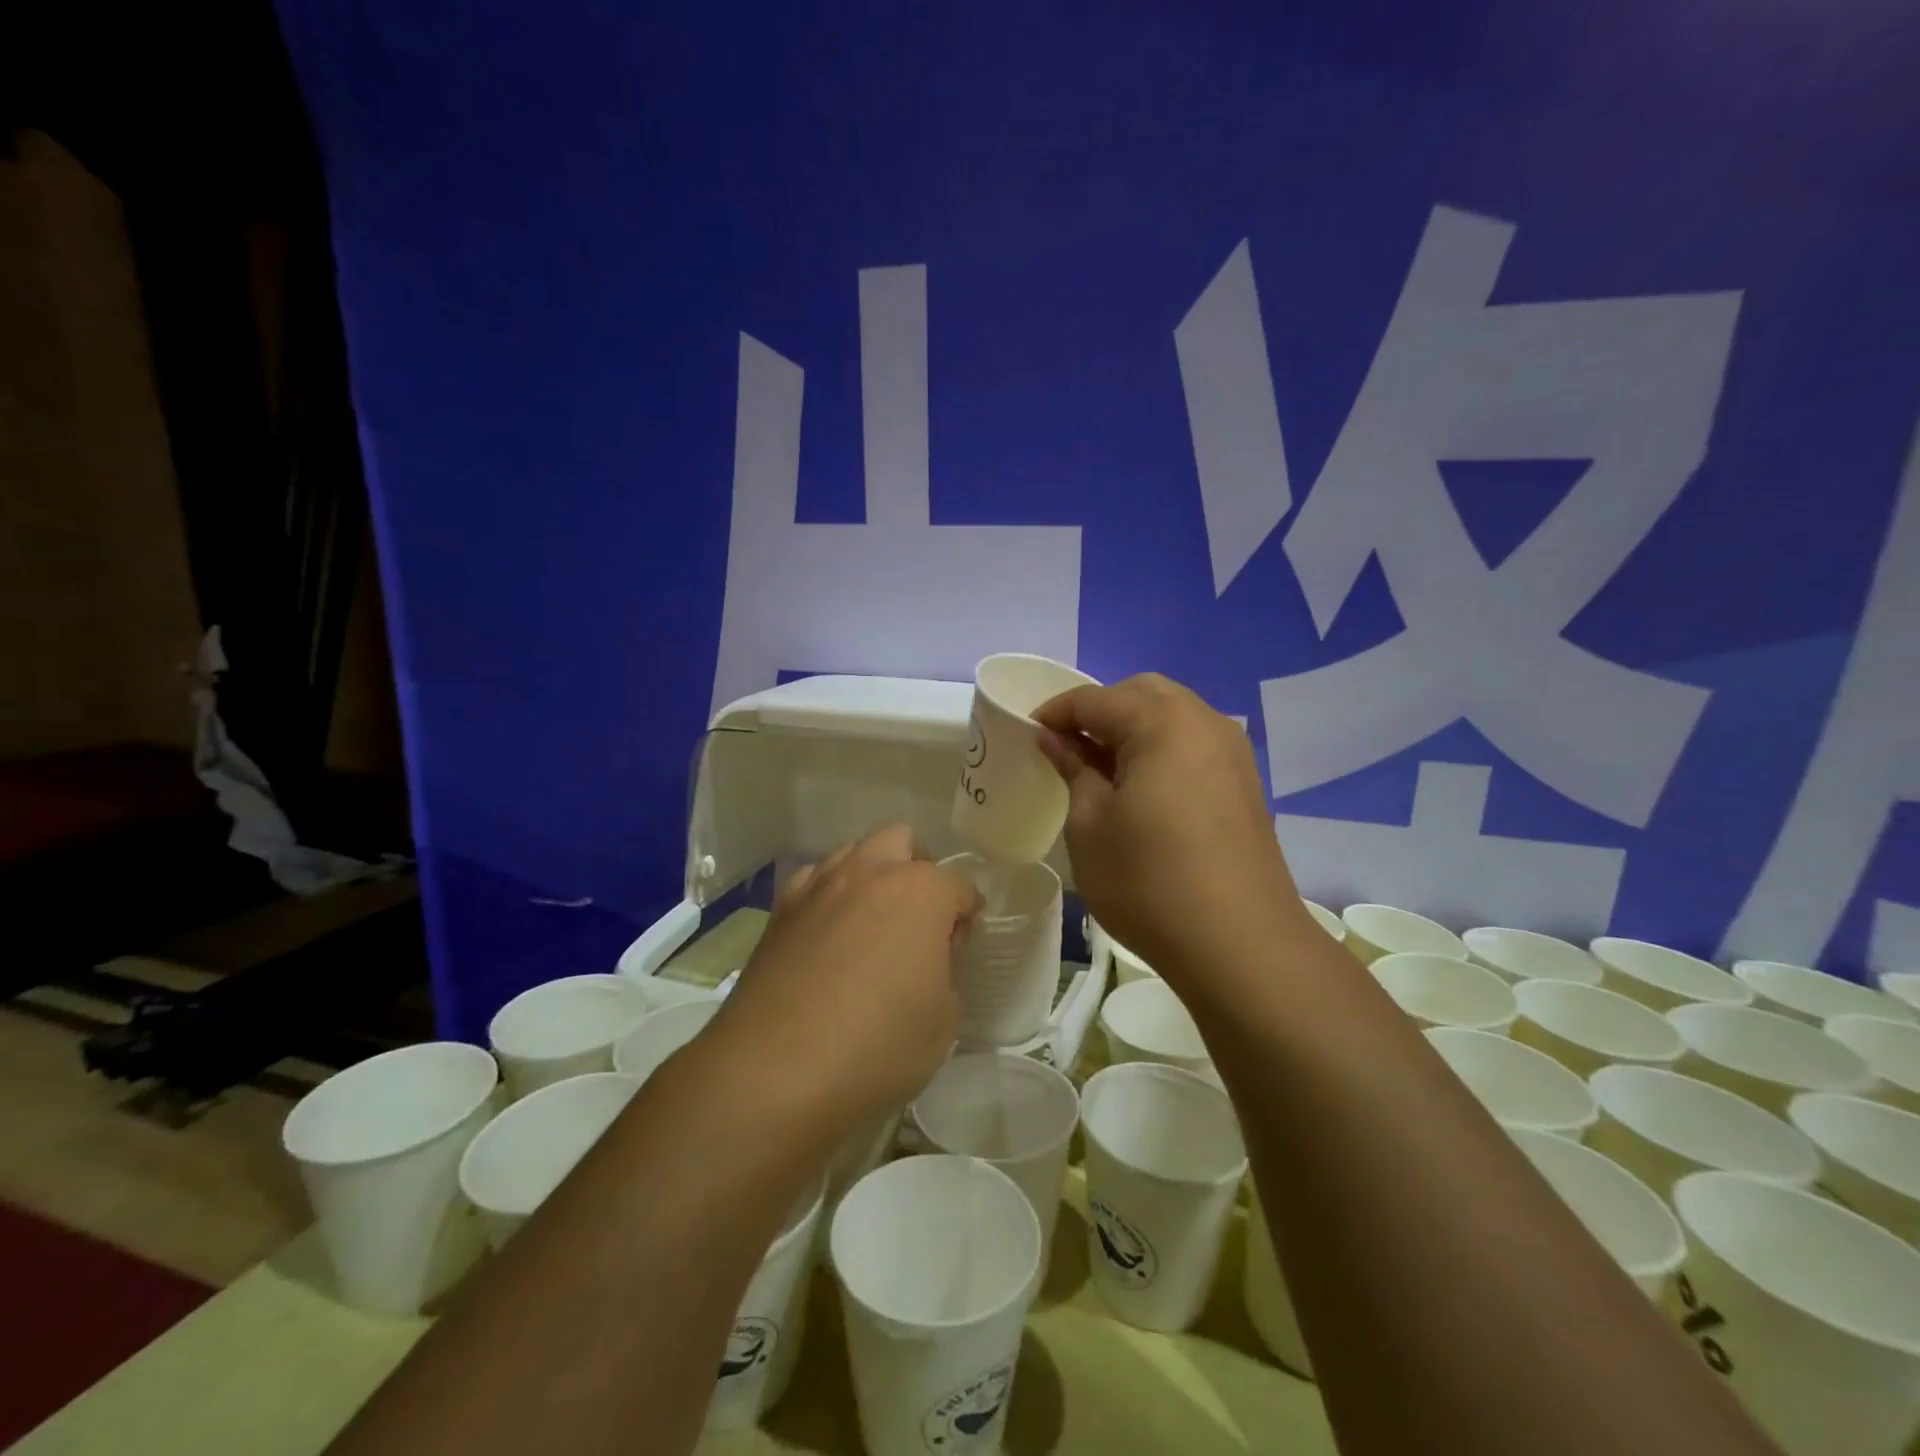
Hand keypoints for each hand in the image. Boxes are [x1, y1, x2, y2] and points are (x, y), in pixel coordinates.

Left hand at [710, 824, 981, 1129]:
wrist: (773, 1073)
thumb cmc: (876, 1047)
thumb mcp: (943, 1019)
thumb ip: (947, 967)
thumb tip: (933, 947)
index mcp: (920, 891)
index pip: (959, 884)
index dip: (967, 913)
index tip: (961, 945)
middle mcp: (869, 871)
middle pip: (902, 841)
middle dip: (919, 869)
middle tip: (920, 919)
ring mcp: (819, 885)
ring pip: (854, 851)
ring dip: (872, 874)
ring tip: (872, 925)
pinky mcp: (780, 909)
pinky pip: (814, 880)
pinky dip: (830, 894)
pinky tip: (829, 935)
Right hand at [1036, 674, 1307, 982]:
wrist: (1240, 944)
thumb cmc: (1148, 881)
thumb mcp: (1090, 823)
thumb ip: (1072, 768)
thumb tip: (1055, 739)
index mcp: (1161, 722)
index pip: (1094, 699)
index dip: (1055, 713)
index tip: (1028, 736)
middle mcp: (1203, 721)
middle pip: (1141, 694)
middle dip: (1099, 711)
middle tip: (1067, 748)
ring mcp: (1232, 751)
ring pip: (1172, 715)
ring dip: (1133, 729)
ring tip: (1102, 770)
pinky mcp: (1245, 783)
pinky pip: (1194, 744)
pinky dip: (1162, 749)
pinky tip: (1143, 790)